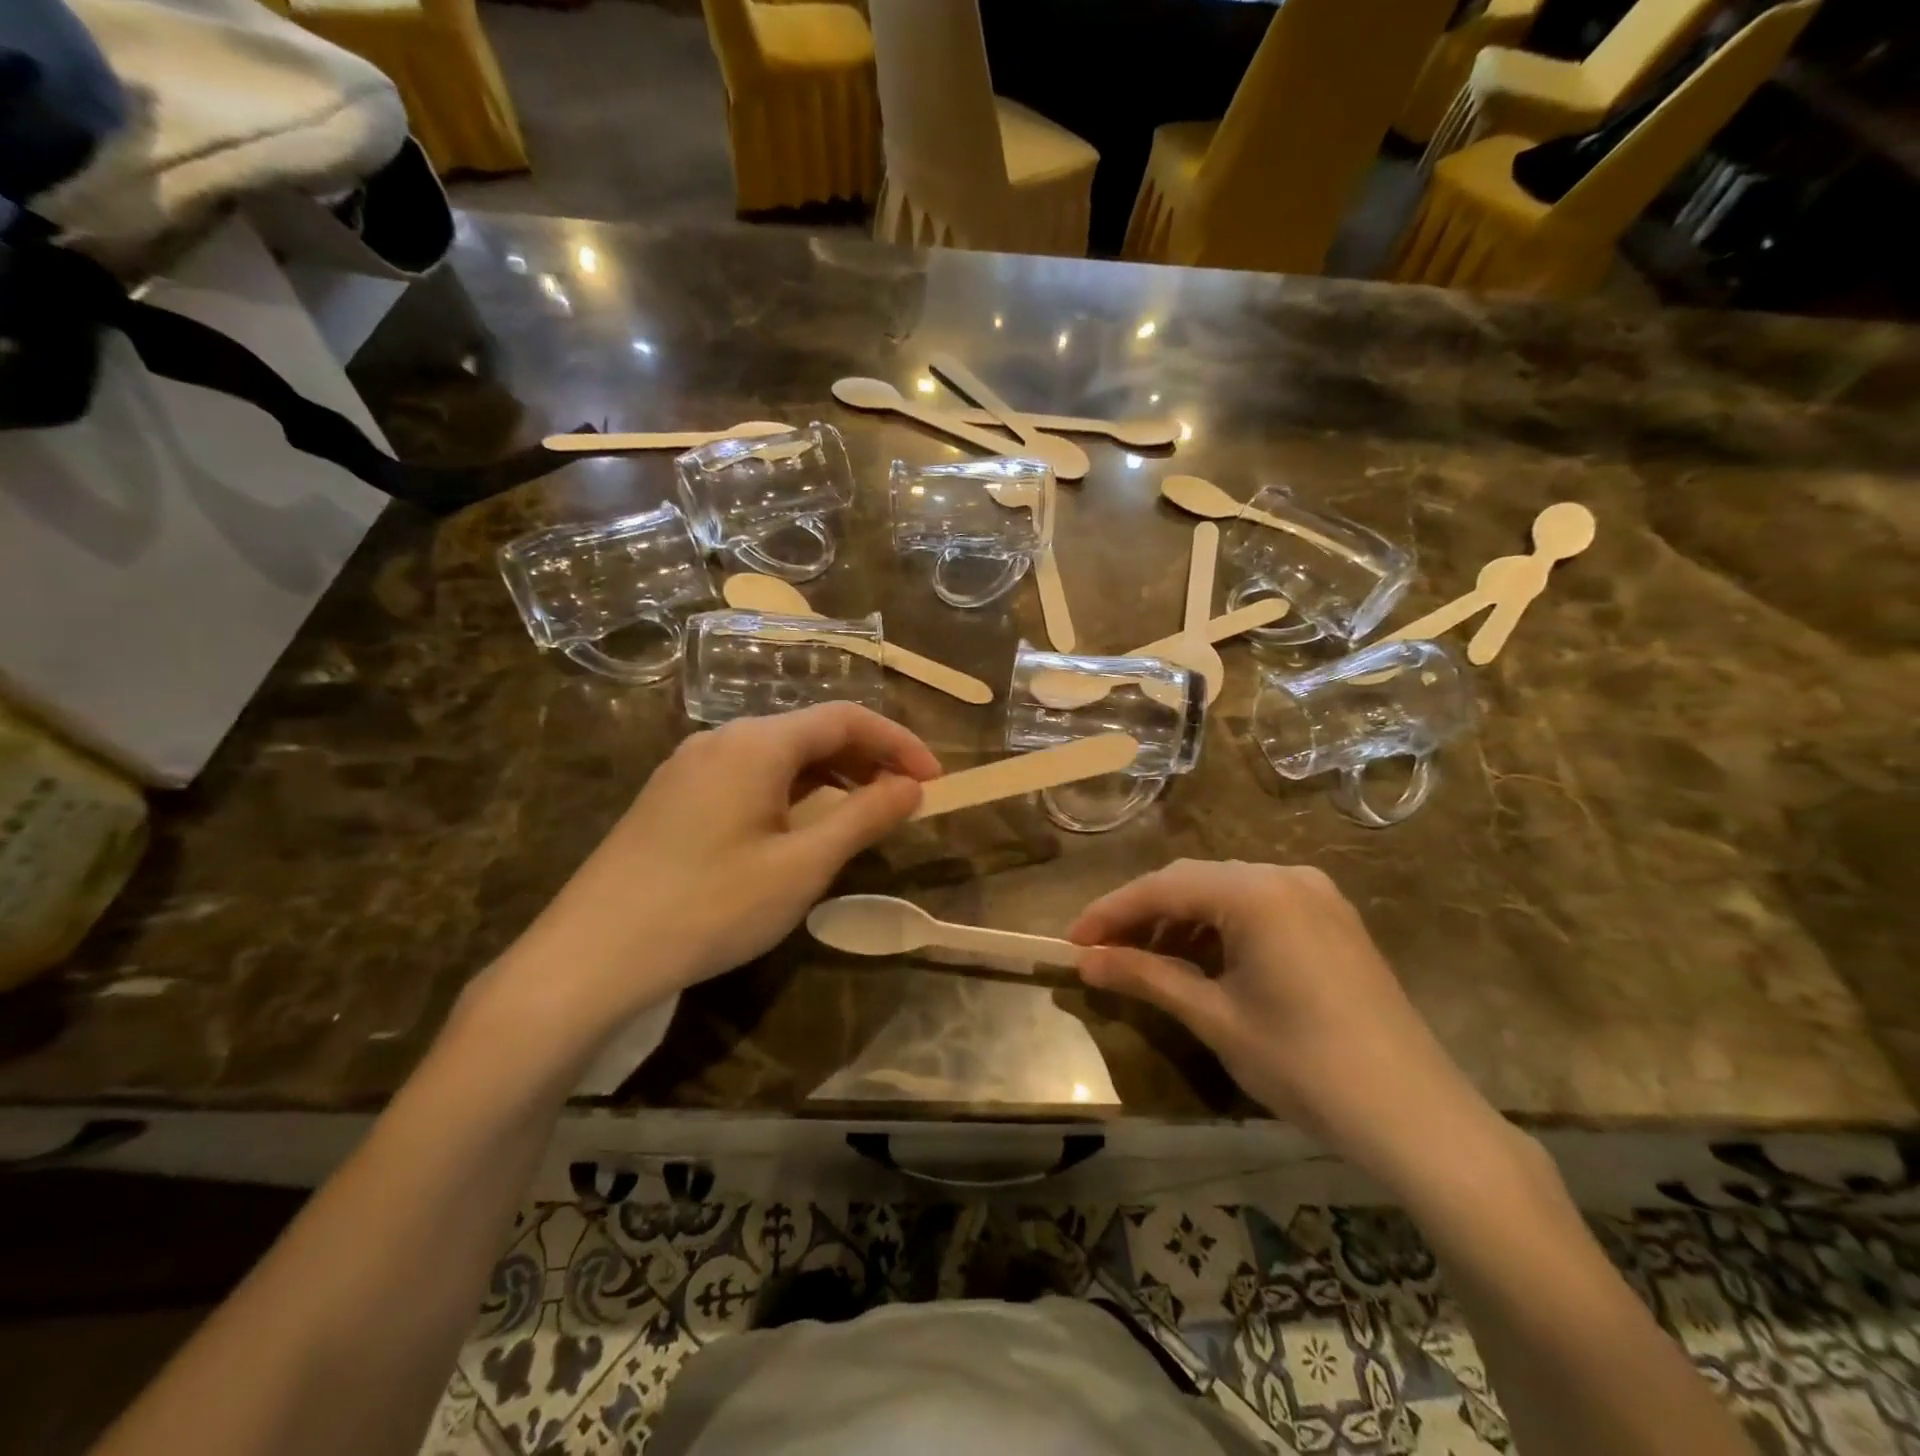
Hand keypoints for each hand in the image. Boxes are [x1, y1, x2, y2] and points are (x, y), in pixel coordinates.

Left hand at [490, 704, 940, 1051]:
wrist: (591, 954)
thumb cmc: (710, 906)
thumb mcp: (802, 866)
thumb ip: (863, 817)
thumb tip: (913, 787)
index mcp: (757, 742)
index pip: (846, 717)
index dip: (898, 742)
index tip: (934, 779)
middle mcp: (722, 738)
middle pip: (811, 730)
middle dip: (866, 758)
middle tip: (905, 799)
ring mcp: (691, 766)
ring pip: (779, 754)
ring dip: (830, 776)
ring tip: (862, 815)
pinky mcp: (673, 796)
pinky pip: (749, 776)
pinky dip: (792, 791)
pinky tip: (800, 828)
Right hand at [1068, 859, 1496, 1181]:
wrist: (1419, 1119)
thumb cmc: (1306, 1065)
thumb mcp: (1215, 1019)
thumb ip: (1146, 978)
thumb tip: (1084, 962)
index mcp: (1257, 892)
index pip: (1163, 887)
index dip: (1111, 912)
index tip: (1072, 942)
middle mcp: (1286, 876)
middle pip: (1193, 881)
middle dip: (1143, 914)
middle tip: (1101, 952)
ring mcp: (1315, 895)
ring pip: (1225, 892)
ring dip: (1180, 920)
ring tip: (1145, 960)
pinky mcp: (1331, 920)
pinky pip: (1257, 907)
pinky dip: (1219, 928)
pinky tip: (1200, 960)